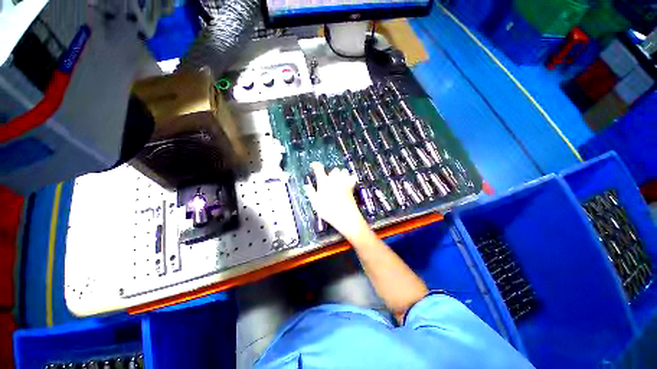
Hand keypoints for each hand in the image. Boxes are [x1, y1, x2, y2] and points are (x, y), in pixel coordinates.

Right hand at [303, 162, 367, 237]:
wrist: (345, 215)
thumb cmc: (328, 210)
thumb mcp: (315, 203)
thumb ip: (311, 193)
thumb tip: (307, 186)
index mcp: (323, 181)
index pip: (318, 168)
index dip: (315, 165)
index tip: (314, 165)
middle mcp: (334, 179)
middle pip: (333, 170)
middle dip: (331, 173)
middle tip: (329, 180)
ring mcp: (343, 181)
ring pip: (343, 171)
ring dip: (341, 174)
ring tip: (339, 180)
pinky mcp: (351, 186)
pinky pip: (352, 177)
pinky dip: (351, 178)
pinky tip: (349, 182)